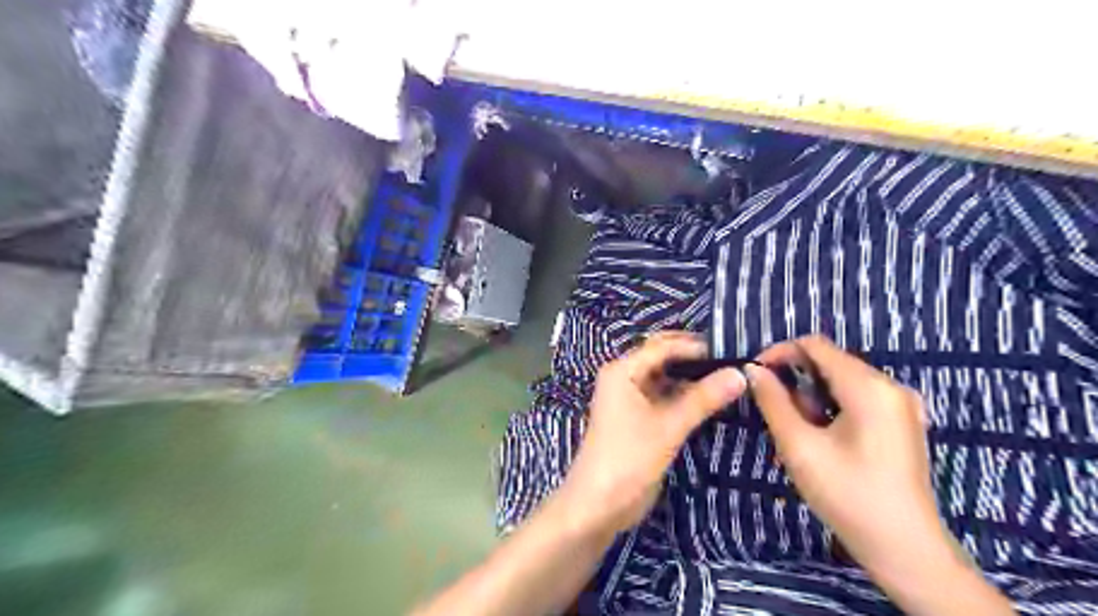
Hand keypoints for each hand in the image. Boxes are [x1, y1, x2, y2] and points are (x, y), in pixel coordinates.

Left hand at [559, 330, 744, 536]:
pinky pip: (665, 396)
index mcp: (622, 370)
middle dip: (694, 357)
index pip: (663, 346)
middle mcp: (625, 377)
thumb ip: (704, 398)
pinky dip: (686, 395)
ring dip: (692, 376)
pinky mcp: (639, 417)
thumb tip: (741, 373)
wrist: (599, 504)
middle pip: (663, 358)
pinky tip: (712, 396)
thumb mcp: (669, 426)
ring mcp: (631, 398)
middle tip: (733, 359)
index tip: (732, 349)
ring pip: (665, 377)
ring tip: (730, 374)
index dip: (696, 345)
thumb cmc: (629, 458)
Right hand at [747, 336, 944, 573]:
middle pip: (829, 363)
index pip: (816, 345)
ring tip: (799, 435)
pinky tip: (822, 441)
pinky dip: (830, 410)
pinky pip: (856, 400)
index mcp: (869, 387)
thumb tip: (753, 370)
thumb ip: (773, 401)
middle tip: (777, 415)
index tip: (755, 375)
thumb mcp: (799, 446)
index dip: (780, 352)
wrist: (904, 549)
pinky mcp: (900, 423)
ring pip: (840, 383)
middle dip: (796, 382)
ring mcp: (900, 406)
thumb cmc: (847, 494)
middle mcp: (890, 386)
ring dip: (811, 399)